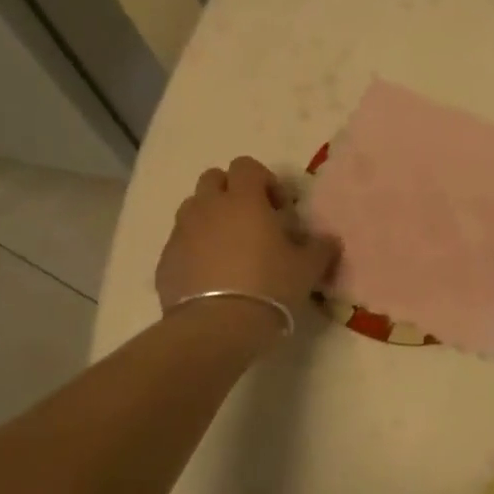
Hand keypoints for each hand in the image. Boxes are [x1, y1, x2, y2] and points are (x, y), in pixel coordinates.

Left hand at [156, 157, 338, 328]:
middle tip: (251, 221)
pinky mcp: (165, 260)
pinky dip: (194, 249)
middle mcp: (208, 207)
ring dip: (210, 218)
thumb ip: (320, 248)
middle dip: (231, 192)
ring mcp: (182, 232)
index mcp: (243, 200)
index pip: (246, 166)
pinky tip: (210, 276)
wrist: (216, 328)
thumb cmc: (268, 287)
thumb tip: (328, 240)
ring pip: (193, 208)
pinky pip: (180, 242)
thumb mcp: (307, 269)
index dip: (264, 180)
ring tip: (228, 248)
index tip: (278, 208)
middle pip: (213, 179)